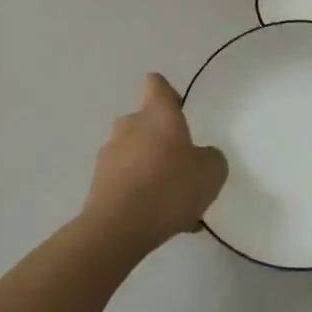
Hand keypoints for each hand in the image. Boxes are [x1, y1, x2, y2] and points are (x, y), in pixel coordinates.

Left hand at [82, 74, 228, 253]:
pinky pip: (129, 184)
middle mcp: (129, 127)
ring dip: (155, 173)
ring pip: (138, 158)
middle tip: (186, 169)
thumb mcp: (211, 171)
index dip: (169, 94)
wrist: (119, 227)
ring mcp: (109, 156)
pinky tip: (163, 221)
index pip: (157, 85)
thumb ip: (211, 158)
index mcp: (156, 114)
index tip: (180, 110)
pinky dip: (144, 197)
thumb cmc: (170, 186)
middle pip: (147, 125)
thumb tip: (201, 157)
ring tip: (179, 206)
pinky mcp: (99, 185)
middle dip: (165, 143)